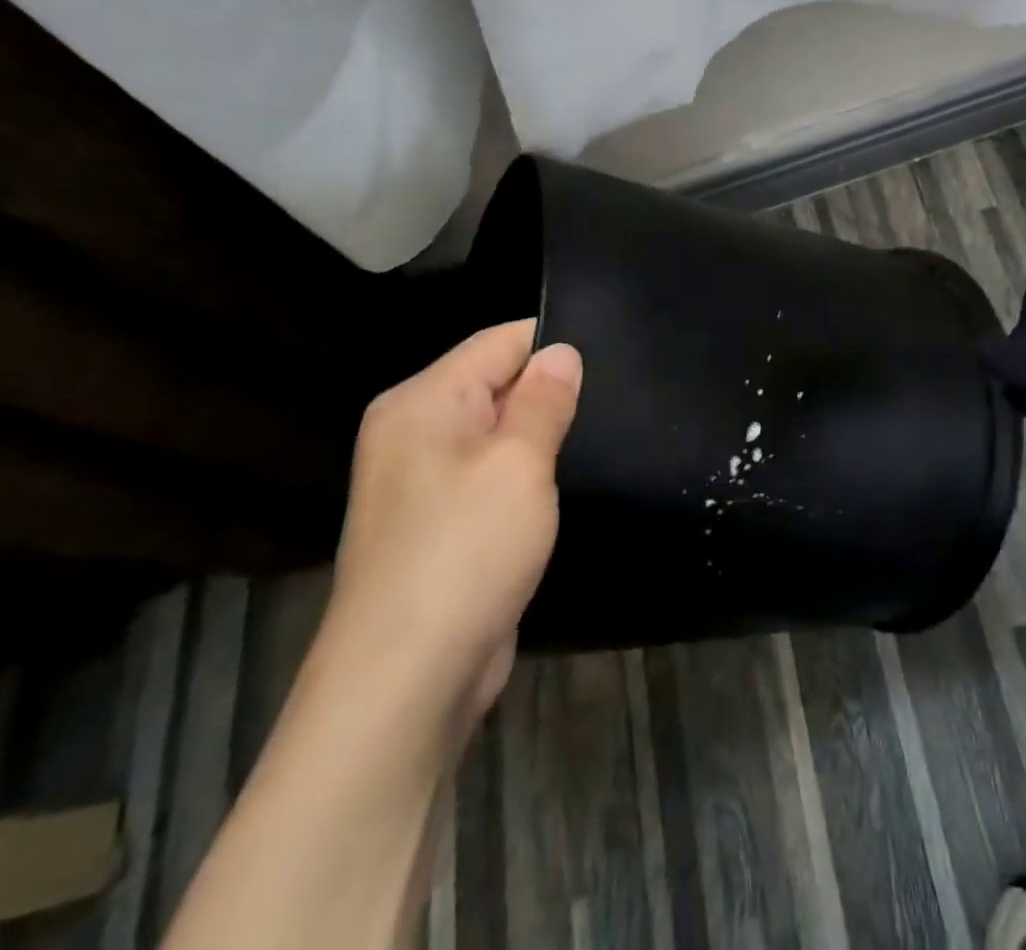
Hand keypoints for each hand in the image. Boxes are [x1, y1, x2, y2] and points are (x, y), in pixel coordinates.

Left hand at [315, 320, 581, 738]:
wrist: (405, 682)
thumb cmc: (465, 552)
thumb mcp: (518, 464)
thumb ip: (544, 399)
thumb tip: (562, 351)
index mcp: (422, 402)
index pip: (499, 342)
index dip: (555, 344)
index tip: (615, 356)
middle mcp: (415, 432)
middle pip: (498, 384)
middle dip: (553, 391)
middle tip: (620, 399)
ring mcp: (425, 482)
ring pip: (500, 433)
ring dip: (544, 436)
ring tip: (606, 433)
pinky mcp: (442, 524)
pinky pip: (494, 475)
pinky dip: (529, 475)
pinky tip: (569, 481)